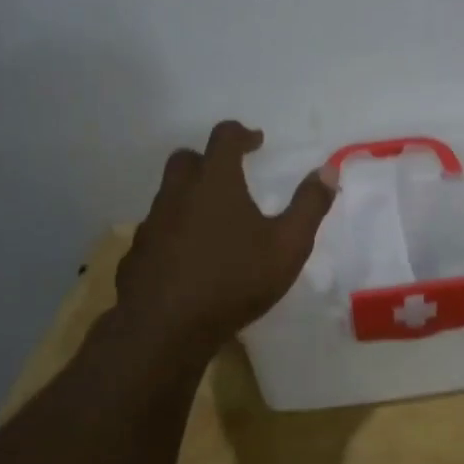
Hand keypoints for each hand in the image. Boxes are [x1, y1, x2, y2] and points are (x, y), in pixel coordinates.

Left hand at [115, 121, 338, 347]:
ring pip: (168, 195)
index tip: (256, 141)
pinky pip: (156, 230)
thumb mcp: (288, 245)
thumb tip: (327, 171)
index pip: (224, 138)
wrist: (163, 330)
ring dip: (189, 196)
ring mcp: (151, 224)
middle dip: (208, 159)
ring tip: (214, 221)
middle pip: (186, 159)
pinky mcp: (136, 255)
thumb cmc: (233, 280)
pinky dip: (174, 231)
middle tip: (229, 175)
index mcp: (215, 182)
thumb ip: (309, 205)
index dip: (241, 133)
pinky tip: (189, 257)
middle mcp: (178, 194)